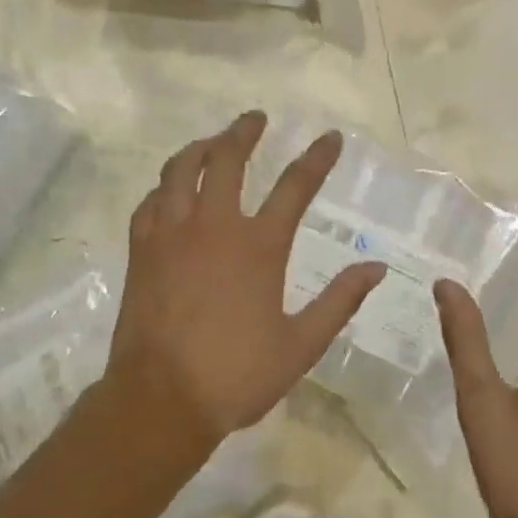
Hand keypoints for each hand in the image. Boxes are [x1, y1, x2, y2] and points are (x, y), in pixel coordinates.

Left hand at [105, 111, 387, 447]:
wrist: (161, 399)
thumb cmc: (236, 375)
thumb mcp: (301, 345)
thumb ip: (339, 301)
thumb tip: (376, 267)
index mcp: (259, 247)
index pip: (295, 187)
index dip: (316, 158)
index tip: (330, 137)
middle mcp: (214, 227)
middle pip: (226, 160)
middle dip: (243, 132)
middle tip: (254, 119)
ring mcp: (171, 236)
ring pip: (179, 171)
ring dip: (199, 148)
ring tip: (211, 142)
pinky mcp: (142, 251)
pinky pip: (150, 203)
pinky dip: (163, 188)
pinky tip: (169, 191)